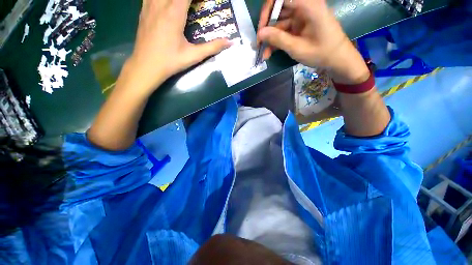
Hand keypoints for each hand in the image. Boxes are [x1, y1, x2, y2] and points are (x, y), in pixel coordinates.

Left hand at [124, 0, 230, 94]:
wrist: (146, 66)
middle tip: (197, 6)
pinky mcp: (143, 9)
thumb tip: (230, 42)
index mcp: (174, 12)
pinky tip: (168, 5)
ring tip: (186, 6)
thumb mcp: (194, 56)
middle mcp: (160, 3)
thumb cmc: (171, 61)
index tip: (205, 3)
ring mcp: (149, 4)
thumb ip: (213, 47)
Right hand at [257, 0, 368, 83]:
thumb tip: (260, 33)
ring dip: (270, 38)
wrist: (336, 59)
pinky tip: (269, 53)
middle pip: (278, 9)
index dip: (268, 10)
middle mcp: (303, 6)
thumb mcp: (297, 48)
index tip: (261, 29)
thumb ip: (278, 39)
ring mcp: (301, 16)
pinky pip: (283, 30)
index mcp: (308, 4)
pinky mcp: (299, 25)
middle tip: (258, 44)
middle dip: (266, 27)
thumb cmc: (321, 53)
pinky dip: (276, 41)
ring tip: (263, 54)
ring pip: (279, 22)